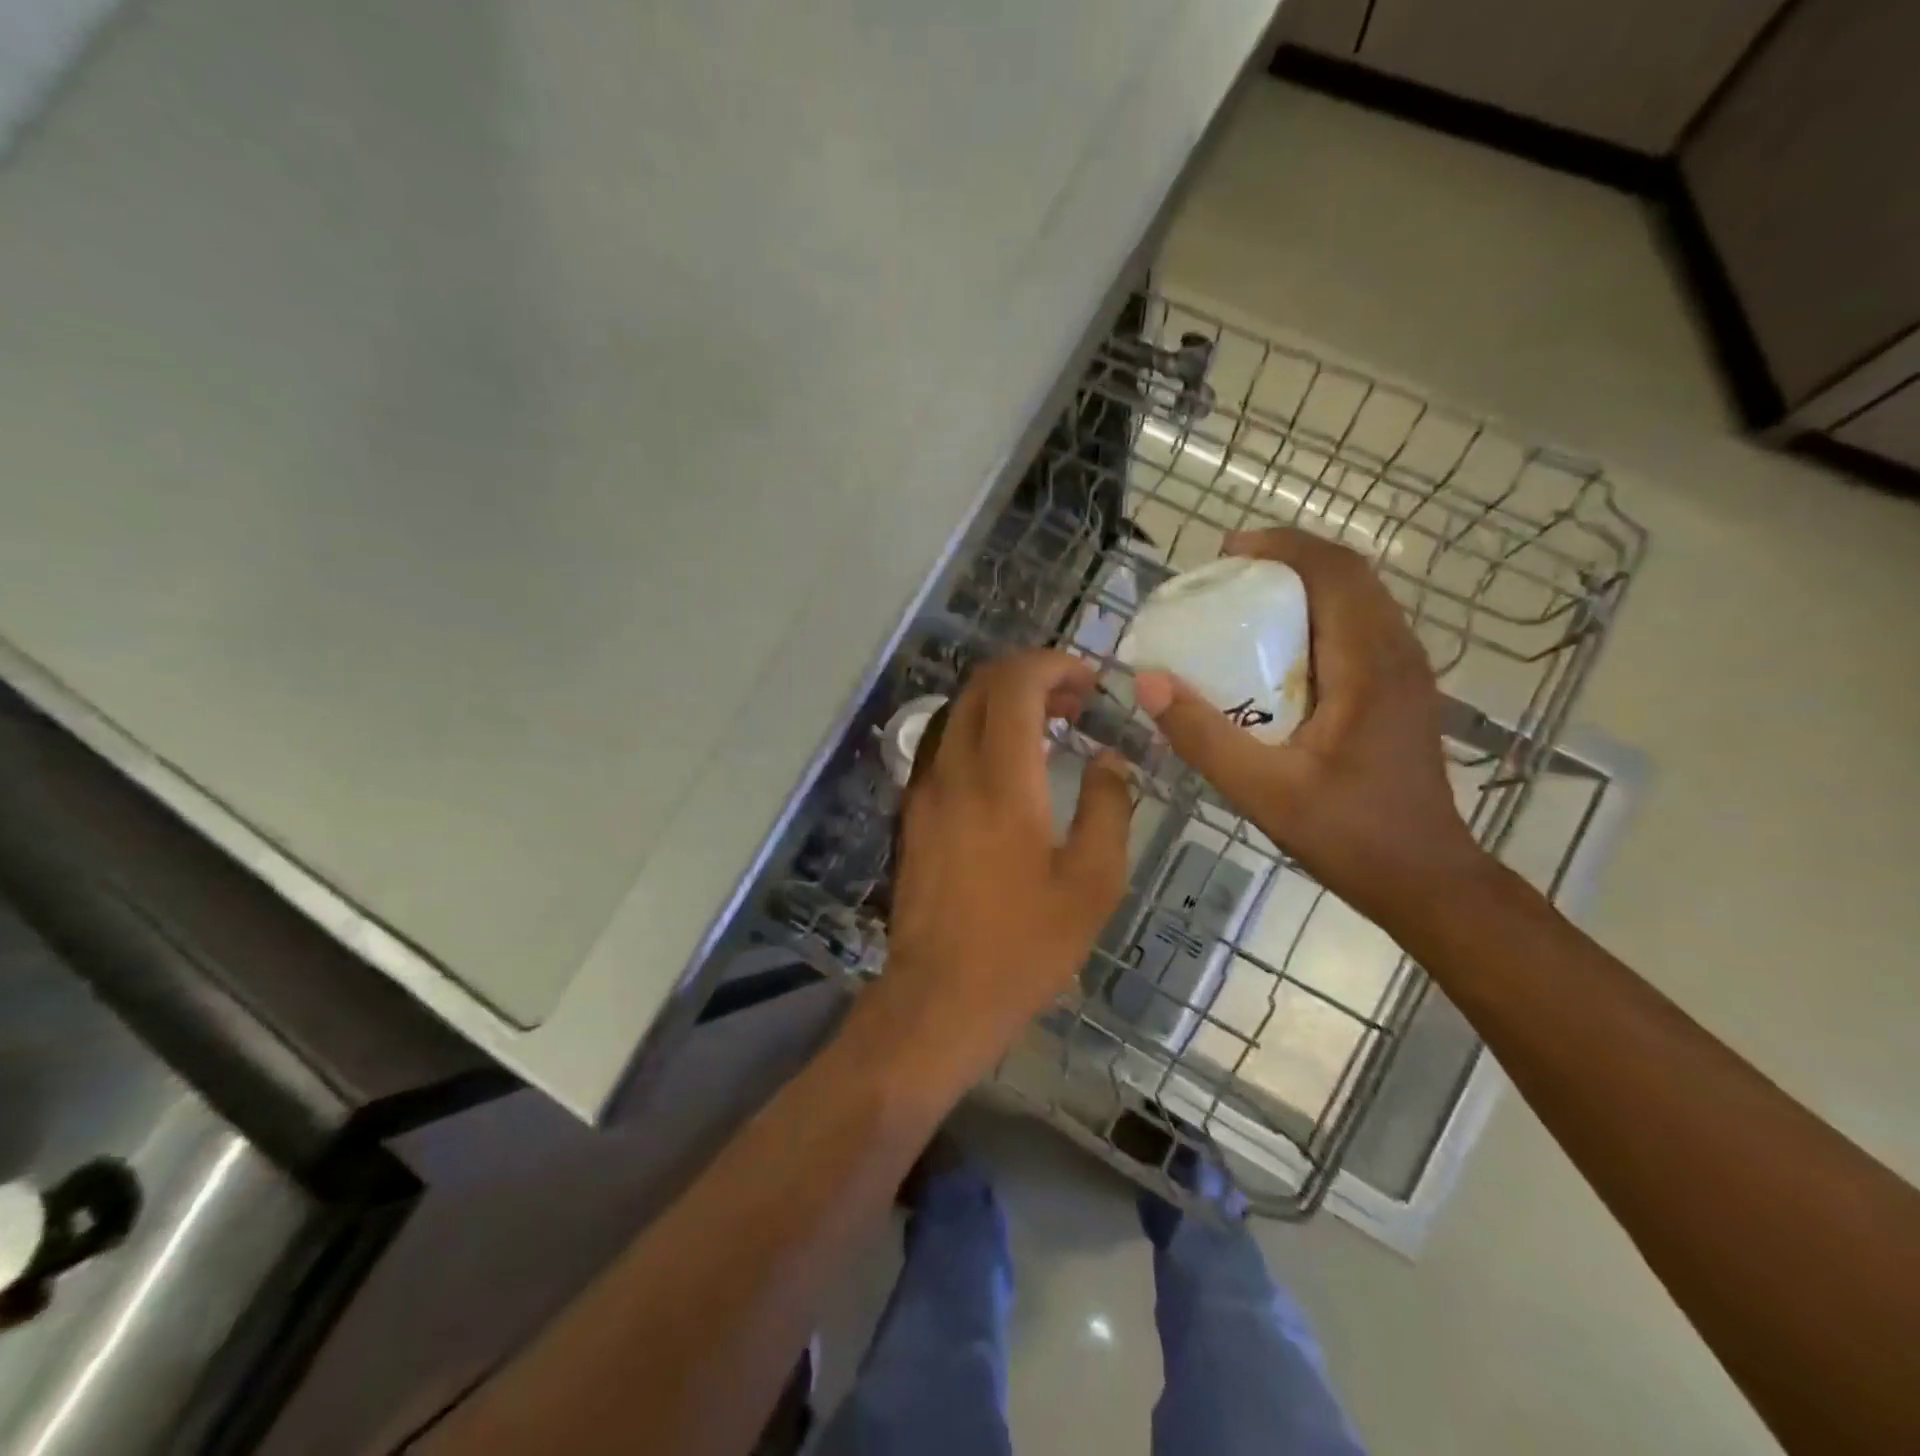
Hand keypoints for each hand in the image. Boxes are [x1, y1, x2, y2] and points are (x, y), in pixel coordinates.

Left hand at [869, 650, 1134, 1092]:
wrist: (939, 998)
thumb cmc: (1024, 945)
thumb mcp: (1092, 882)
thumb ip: (1108, 806)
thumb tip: (1109, 758)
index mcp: (1000, 780)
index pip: (1014, 683)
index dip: (1053, 665)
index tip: (1090, 681)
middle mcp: (952, 771)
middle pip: (981, 686)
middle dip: (1030, 676)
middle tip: (1076, 701)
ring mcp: (924, 791)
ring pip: (959, 712)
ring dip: (1003, 703)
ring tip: (1050, 728)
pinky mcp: (913, 814)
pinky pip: (945, 746)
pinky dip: (981, 733)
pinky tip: (1011, 767)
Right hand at [1133, 528, 1484, 926]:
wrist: (1426, 879)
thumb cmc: (1348, 835)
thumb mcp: (1262, 790)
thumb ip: (1202, 736)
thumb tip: (1148, 681)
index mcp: (1370, 666)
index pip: (1335, 573)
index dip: (1281, 548)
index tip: (1226, 554)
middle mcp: (1398, 655)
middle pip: (1349, 576)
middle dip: (1287, 561)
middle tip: (1226, 577)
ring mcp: (1407, 672)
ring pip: (1359, 599)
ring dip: (1304, 586)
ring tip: (1246, 602)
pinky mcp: (1401, 691)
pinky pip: (1360, 628)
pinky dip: (1318, 616)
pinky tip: (1279, 651)